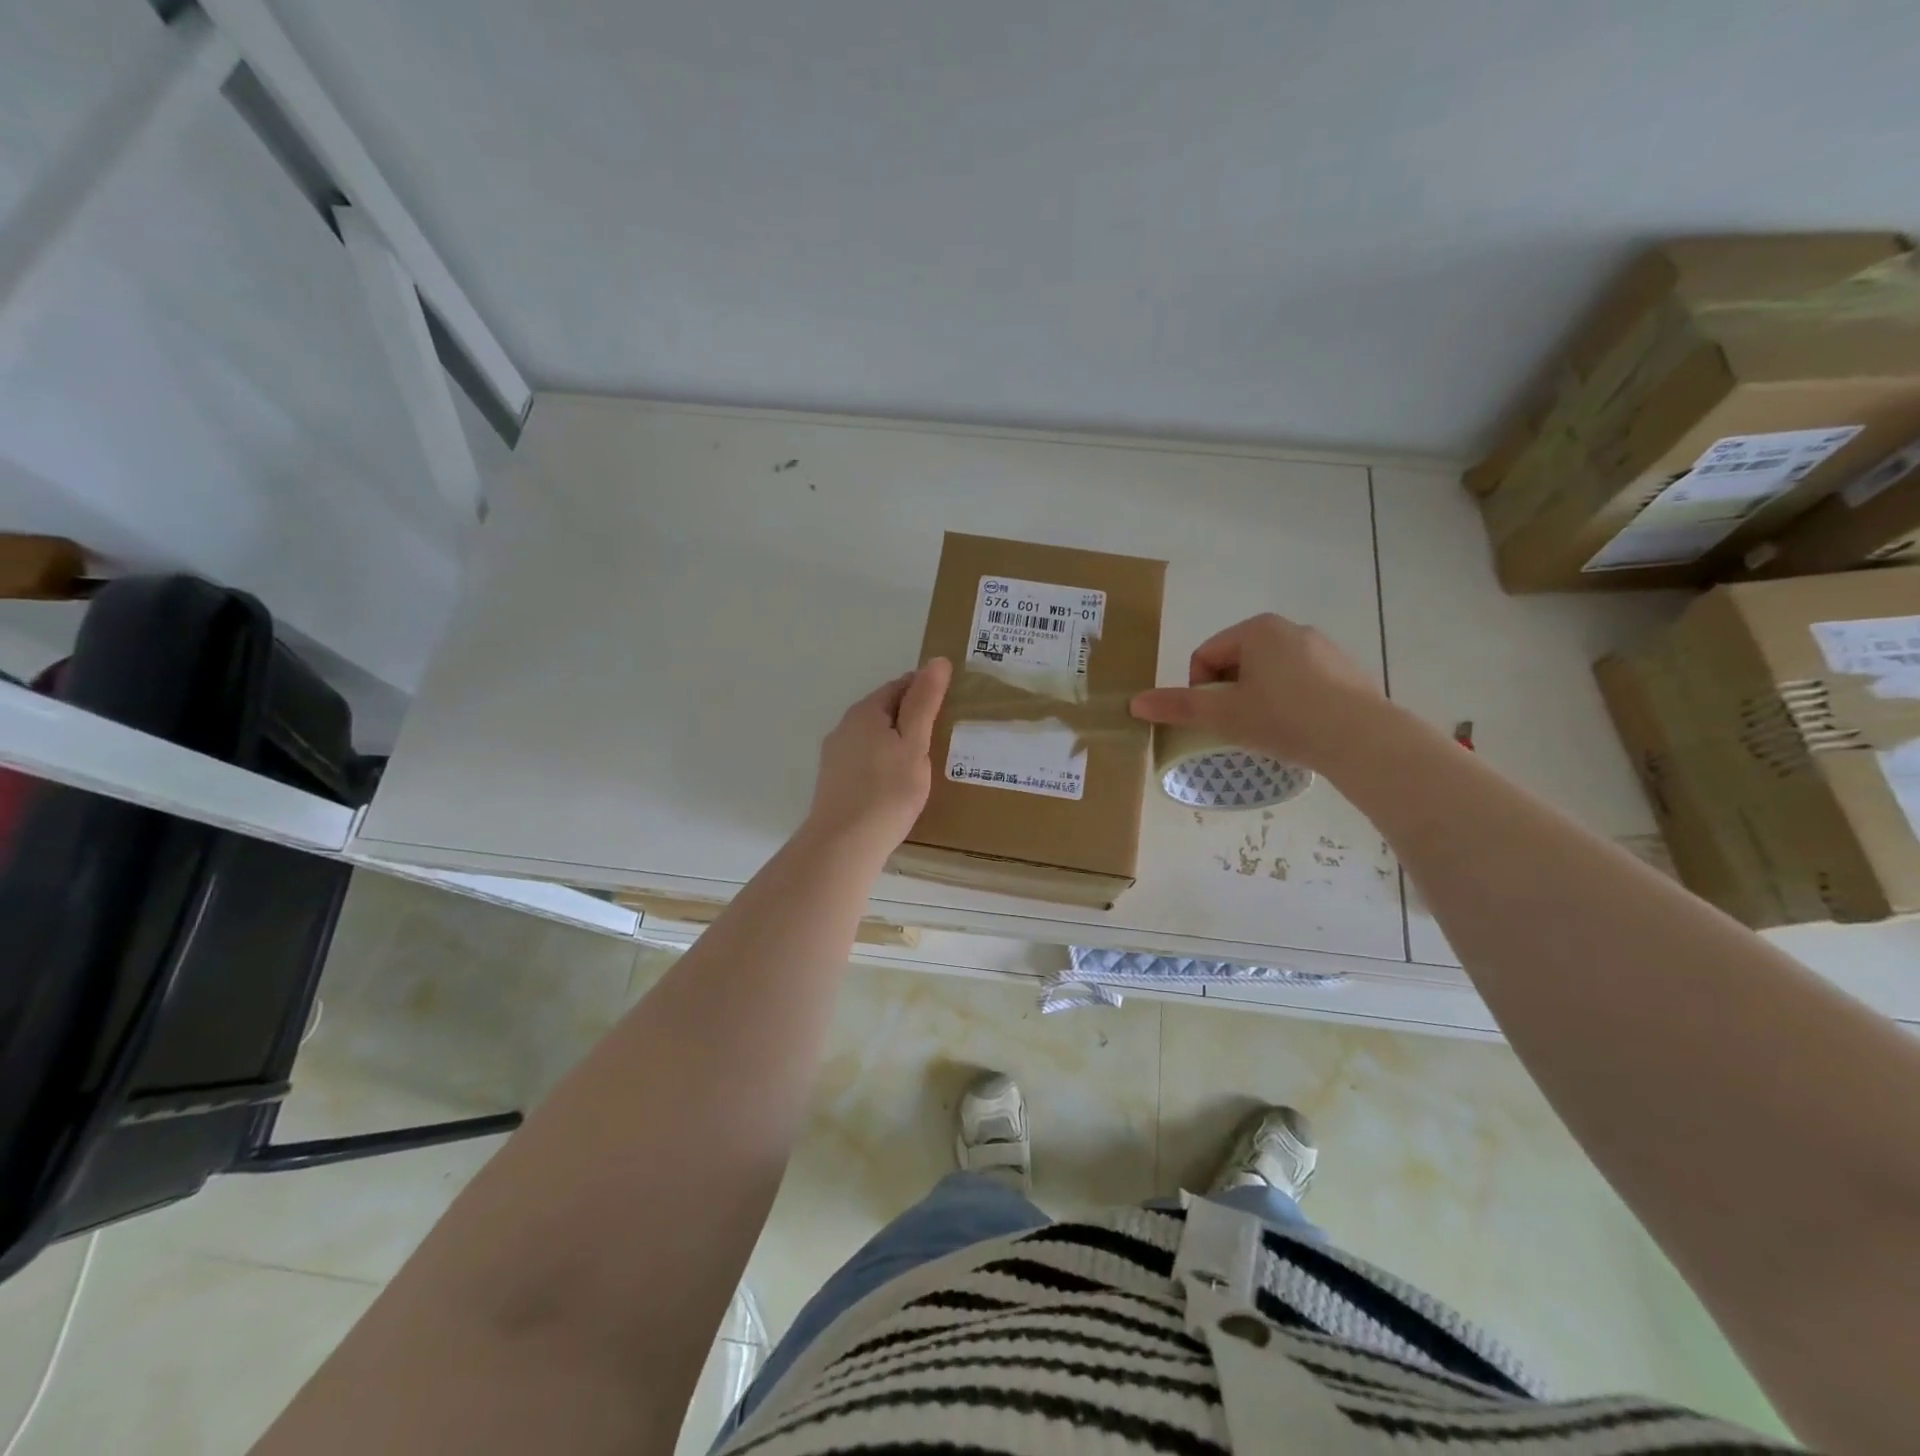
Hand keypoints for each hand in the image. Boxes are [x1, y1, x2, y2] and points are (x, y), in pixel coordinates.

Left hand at [803, 658, 952, 858]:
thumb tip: (937, 661)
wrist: (844, 844)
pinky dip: (883, 761)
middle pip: (884, 710)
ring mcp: (835, 755)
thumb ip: (925, 703)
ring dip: (896, 740)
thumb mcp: (914, 744)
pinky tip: (896, 783)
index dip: (925, 690)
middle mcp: (845, 726)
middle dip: (911, 716)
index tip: (950, 705)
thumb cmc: (887, 792)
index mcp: (865, 712)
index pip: (900, 686)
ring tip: (923, 761)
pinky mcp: (833, 781)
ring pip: (873, 736)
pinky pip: (865, 759)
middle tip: (942, 734)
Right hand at [1129, 614, 1390, 770]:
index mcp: (1257, 629)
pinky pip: (1300, 683)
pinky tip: (1298, 728)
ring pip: (1269, 674)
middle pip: (1237, 663)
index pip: (1206, 656)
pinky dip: (1289, 702)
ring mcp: (1322, 648)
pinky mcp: (1344, 670)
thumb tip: (1134, 703)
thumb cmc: (1284, 718)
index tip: (1216, 718)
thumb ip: (1178, 706)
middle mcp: (1290, 628)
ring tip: (1269, 730)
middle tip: (1239, 726)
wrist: (1361, 738)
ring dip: (1257, 699)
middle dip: (1230, 694)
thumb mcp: (1223, 714)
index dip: (1200, 690)